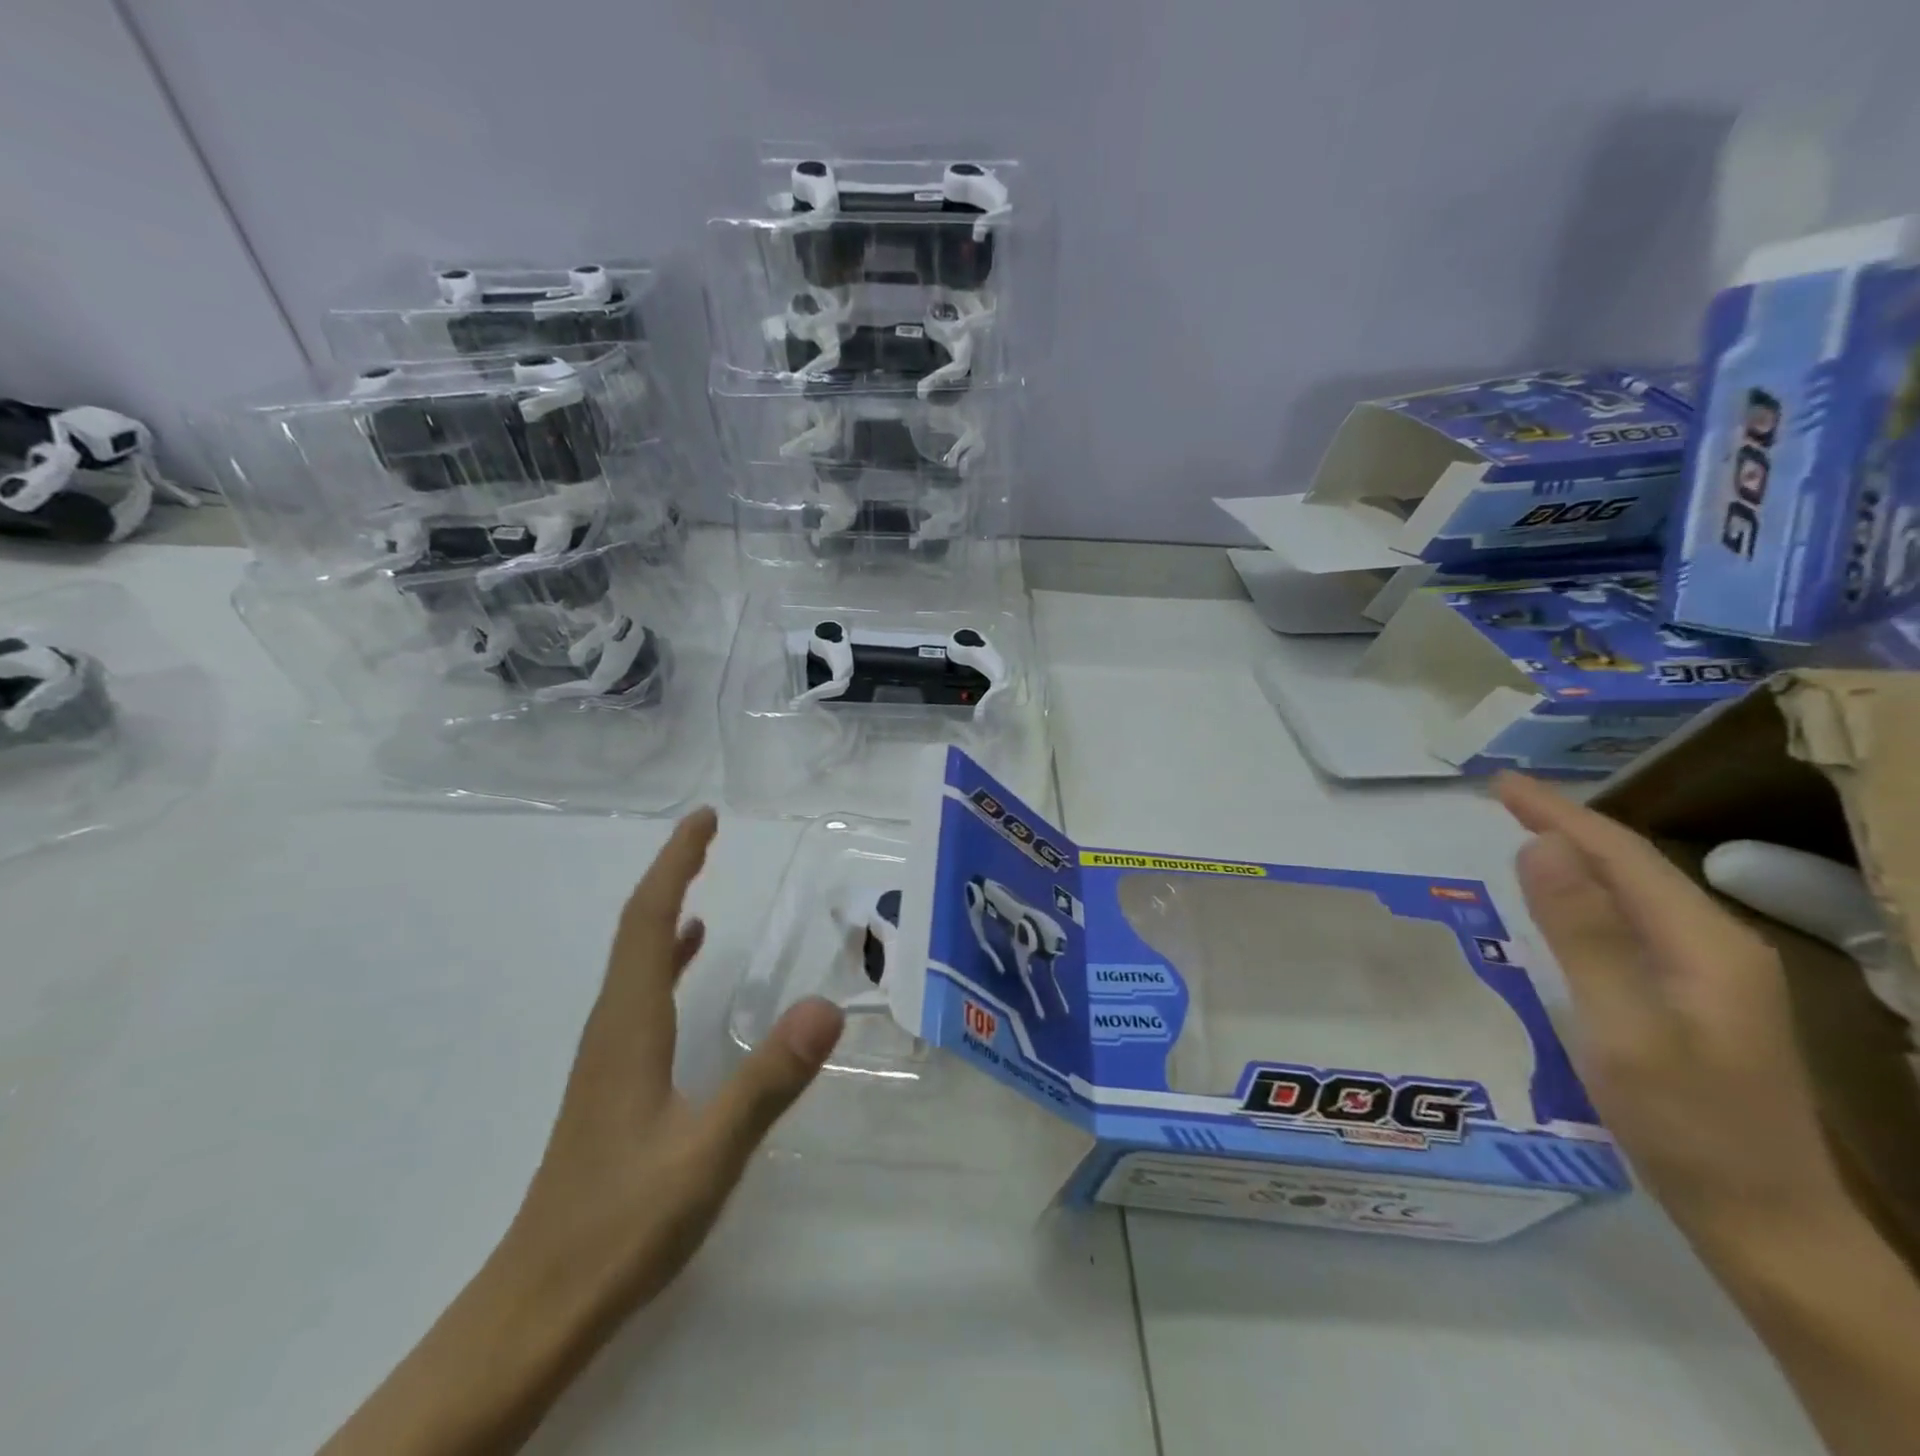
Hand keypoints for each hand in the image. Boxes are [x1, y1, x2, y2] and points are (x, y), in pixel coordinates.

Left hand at [508, 806, 846, 1314]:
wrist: (538, 1307)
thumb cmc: (621, 1224)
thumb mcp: (708, 1152)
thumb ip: (768, 1080)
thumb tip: (828, 1006)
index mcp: (629, 1024)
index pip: (648, 921)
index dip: (675, 864)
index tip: (704, 819)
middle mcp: (612, 1025)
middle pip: (637, 929)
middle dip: (672, 874)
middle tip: (708, 835)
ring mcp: (609, 1055)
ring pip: (636, 961)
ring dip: (666, 913)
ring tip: (703, 885)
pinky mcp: (614, 1082)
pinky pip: (641, 995)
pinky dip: (666, 960)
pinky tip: (688, 964)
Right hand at [1493, 773, 1849, 1254]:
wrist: (1764, 1221)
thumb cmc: (1685, 1125)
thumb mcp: (1624, 1028)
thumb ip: (1585, 934)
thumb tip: (1541, 846)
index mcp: (1704, 943)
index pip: (1620, 854)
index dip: (1557, 812)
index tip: (1498, 783)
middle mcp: (1716, 945)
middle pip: (1633, 865)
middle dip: (1566, 823)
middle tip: (1502, 799)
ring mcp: (1713, 974)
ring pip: (1636, 891)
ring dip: (1578, 855)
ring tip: (1523, 834)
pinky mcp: (1697, 998)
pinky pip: (1635, 922)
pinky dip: (1590, 894)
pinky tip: (1564, 902)